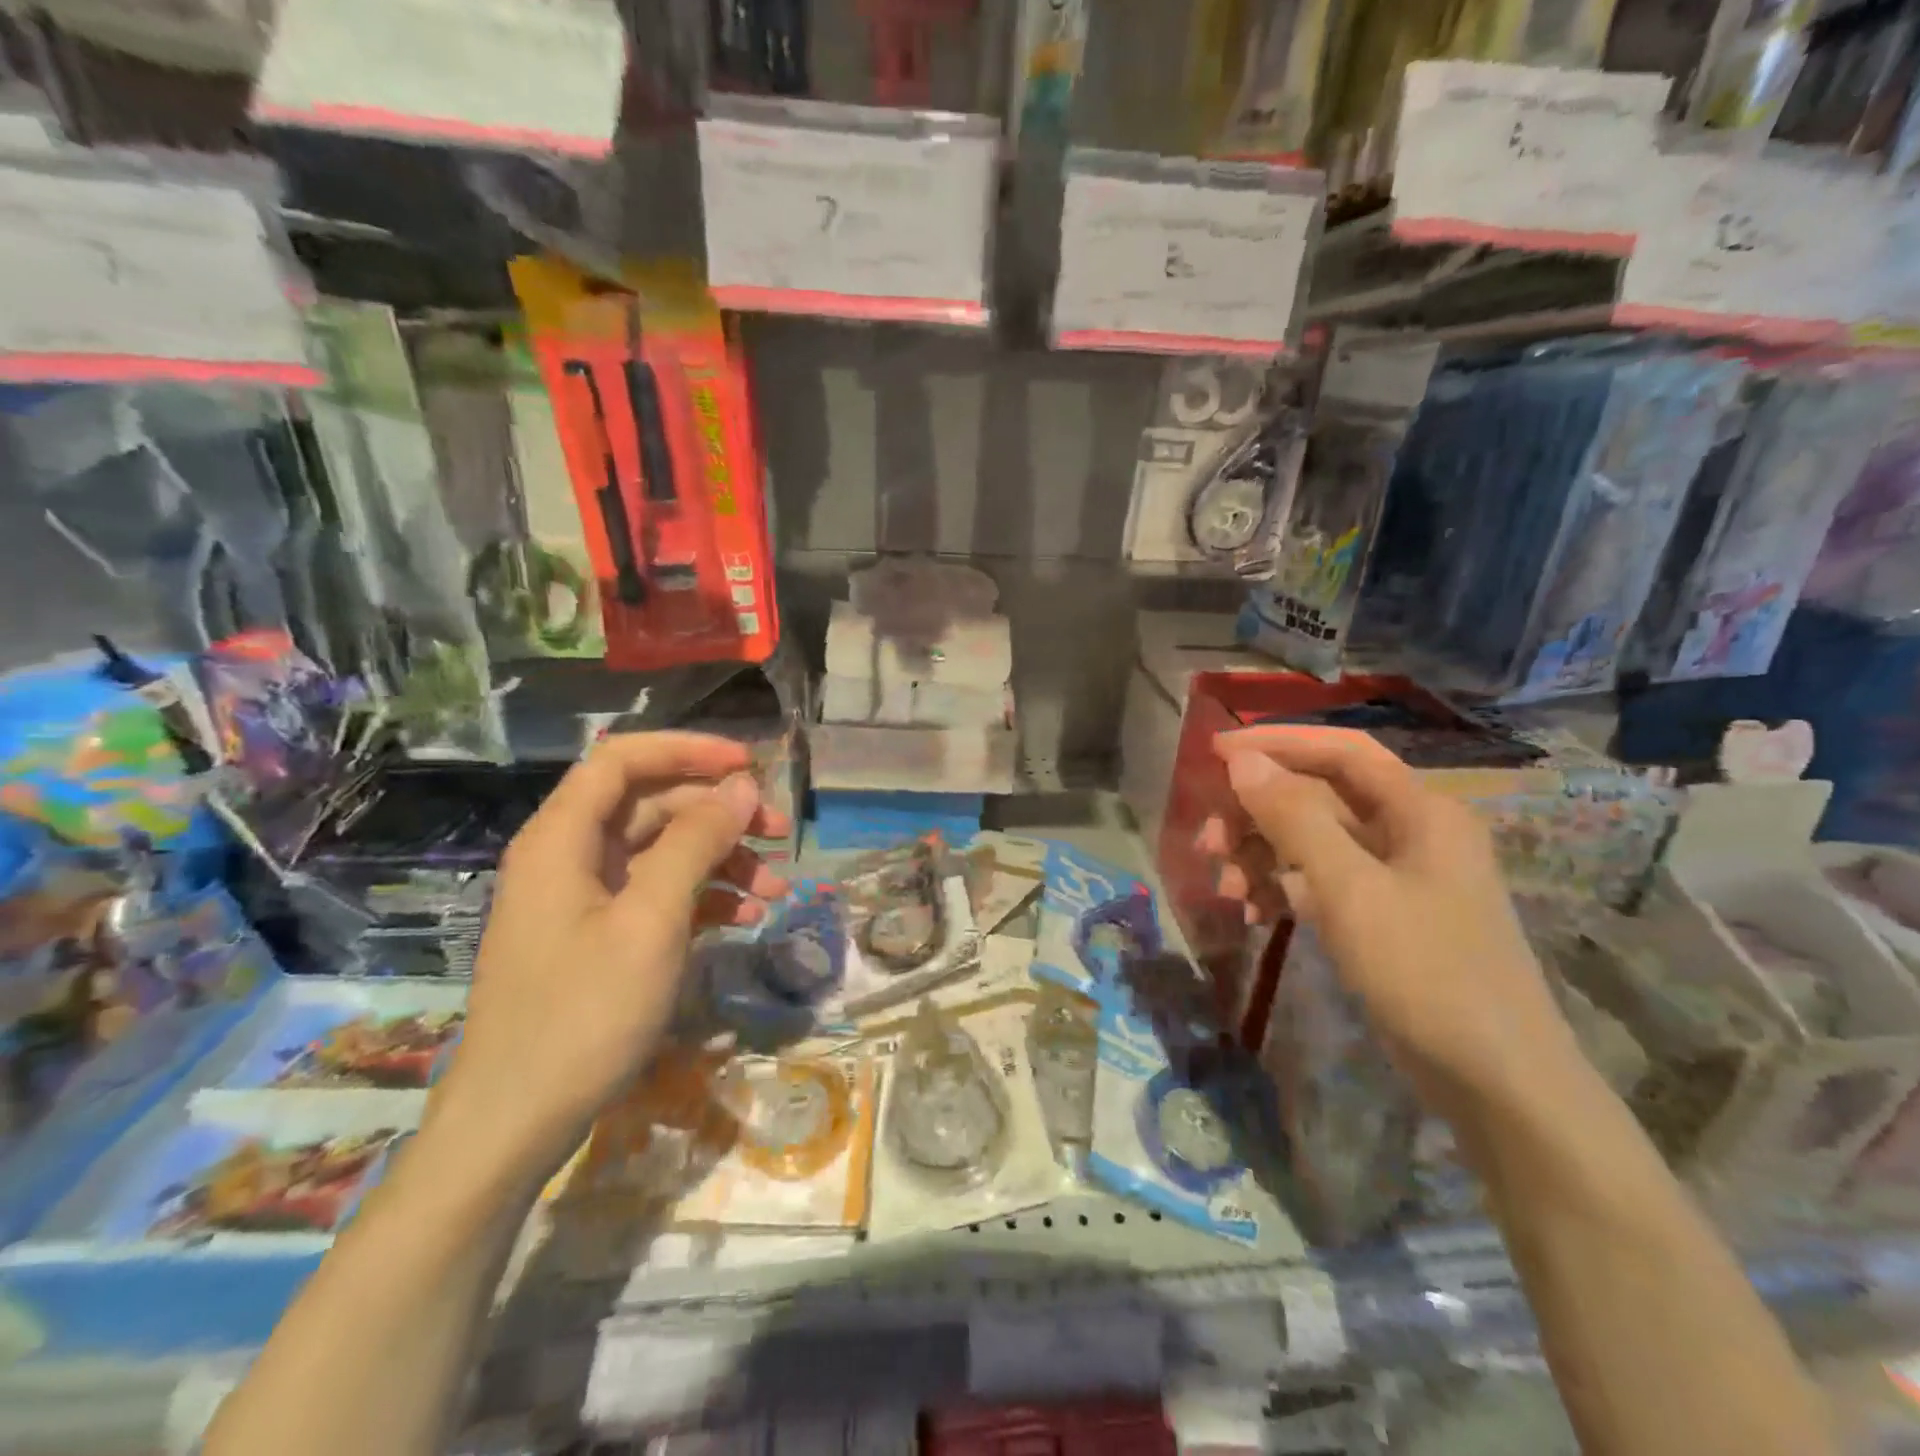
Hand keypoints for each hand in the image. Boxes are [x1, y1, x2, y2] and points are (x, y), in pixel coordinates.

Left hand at [429, 733, 789, 1178]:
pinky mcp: (600, 936)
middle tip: (782, 835)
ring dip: (722, 861)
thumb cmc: (582, 1014)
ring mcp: (585, 899)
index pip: (624, 758)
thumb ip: (696, 843)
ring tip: (775, 891)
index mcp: (563, 838)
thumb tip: (741, 786)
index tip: (750, 764)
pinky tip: (745, 918)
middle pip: (652, 805)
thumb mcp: (651, 921)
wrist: (516, 1125)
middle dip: (720, 814)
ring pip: (663, 851)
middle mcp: (570, 856)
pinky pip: (659, 894)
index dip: (688, 750)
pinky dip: (704, 897)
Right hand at [1201, 726, 1574, 1109]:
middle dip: (1257, 813)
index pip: (1341, 751)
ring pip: (1312, 842)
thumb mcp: (1351, 889)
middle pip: (1318, 797)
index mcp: (1419, 811)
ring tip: (1226, 889)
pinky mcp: (1381, 917)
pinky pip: (1319, 883)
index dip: (1277, 742)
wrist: (1496, 1083)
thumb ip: (1294, 818)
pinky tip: (1251, 913)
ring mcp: (1395, 878)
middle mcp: (1409, 833)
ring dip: (1262, 856)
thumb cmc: (1427, 972)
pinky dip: (1281, 890)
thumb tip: (1243, 761)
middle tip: (1209, 841)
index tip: (1214, 751)